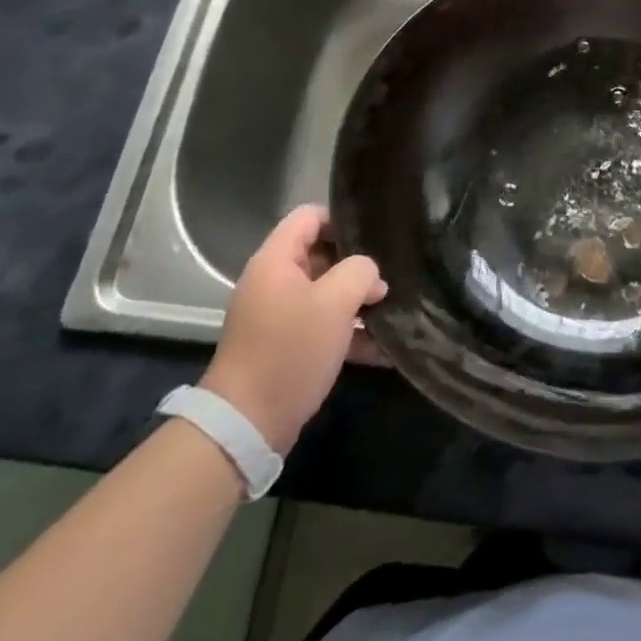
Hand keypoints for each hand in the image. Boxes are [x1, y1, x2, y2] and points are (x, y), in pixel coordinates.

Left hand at [200, 205, 384, 451]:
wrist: (247, 424)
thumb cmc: (291, 350)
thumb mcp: (335, 302)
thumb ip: (360, 272)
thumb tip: (370, 273)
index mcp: (276, 260)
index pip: (310, 216)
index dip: (343, 220)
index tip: (374, 238)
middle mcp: (274, 282)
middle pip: (321, 254)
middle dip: (357, 266)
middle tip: (389, 277)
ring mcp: (278, 316)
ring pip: (326, 293)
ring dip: (358, 302)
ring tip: (393, 310)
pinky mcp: (285, 347)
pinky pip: (323, 327)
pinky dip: (349, 333)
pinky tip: (384, 348)